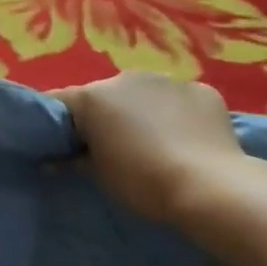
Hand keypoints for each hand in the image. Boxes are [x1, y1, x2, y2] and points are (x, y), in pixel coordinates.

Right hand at [51, 71, 247, 220]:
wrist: (210, 187)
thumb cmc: (142, 181)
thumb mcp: (98, 175)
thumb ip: (74, 159)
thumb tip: (56, 160)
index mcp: (92, 96)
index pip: (60, 102)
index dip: (58, 124)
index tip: (64, 145)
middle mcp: (125, 78)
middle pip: (104, 95)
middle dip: (105, 116)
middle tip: (113, 147)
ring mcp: (166, 80)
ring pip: (144, 94)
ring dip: (142, 111)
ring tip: (155, 143)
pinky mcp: (202, 90)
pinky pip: (179, 100)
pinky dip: (177, 114)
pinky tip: (187, 140)